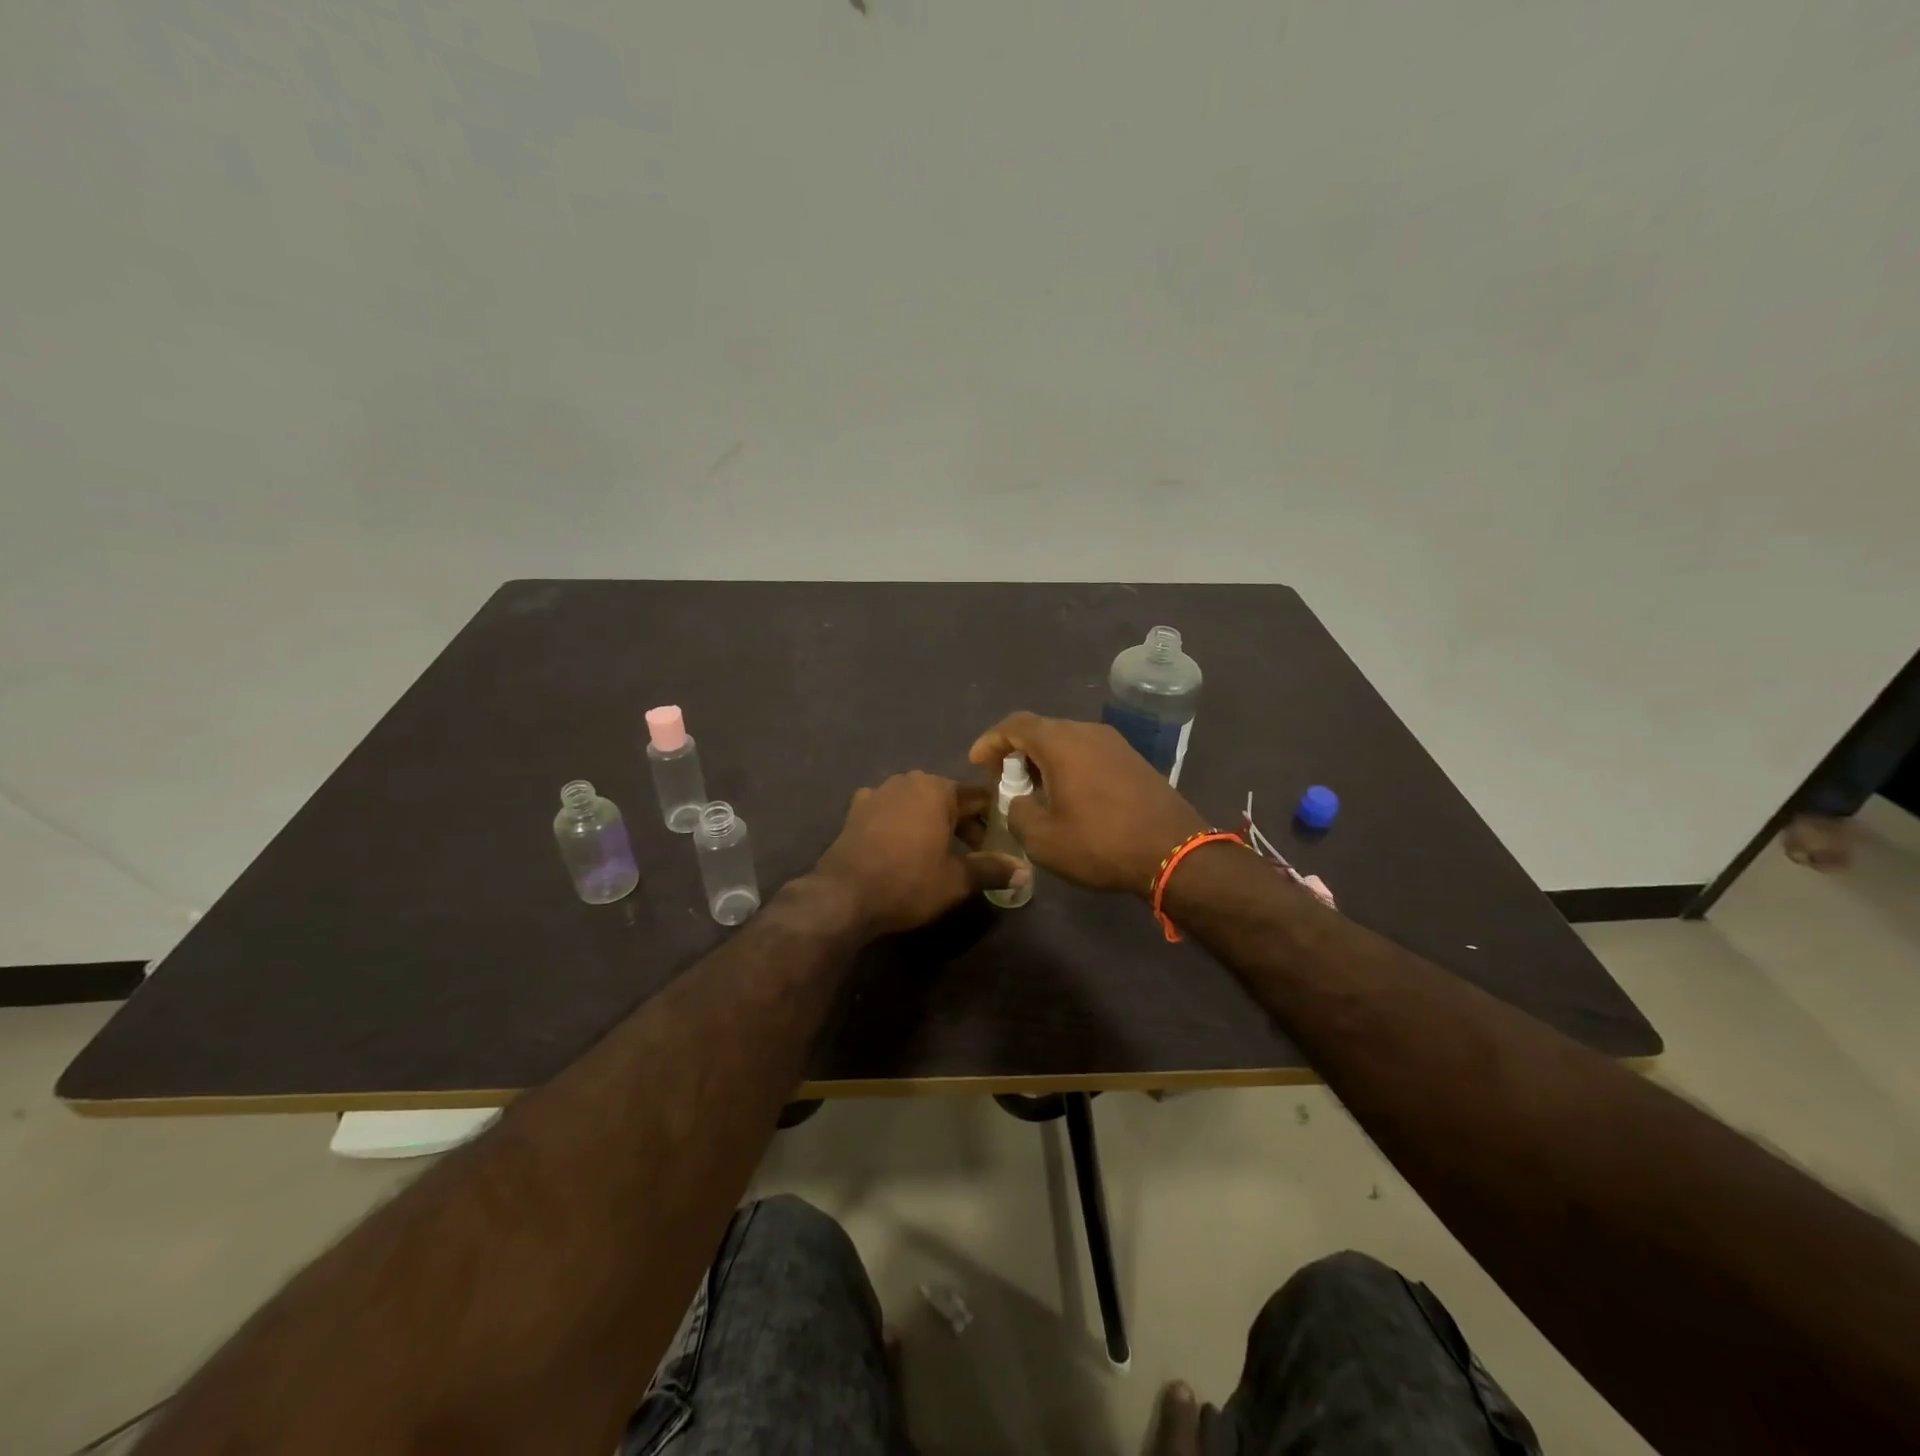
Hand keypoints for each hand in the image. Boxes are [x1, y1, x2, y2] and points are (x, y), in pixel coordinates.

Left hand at [813, 771, 1028, 936]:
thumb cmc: (909, 881)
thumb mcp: (957, 880)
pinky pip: (889, 811)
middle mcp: (908, 780)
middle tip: (973, 854)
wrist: (844, 895)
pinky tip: (901, 847)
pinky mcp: (856, 810)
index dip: (993, 819)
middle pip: (947, 798)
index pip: (978, 798)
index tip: (1001, 841)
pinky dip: (901, 824)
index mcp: (937, 789)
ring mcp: (878, 792)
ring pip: (917, 803)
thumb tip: (1025, 872)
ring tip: (938, 853)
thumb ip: (992, 870)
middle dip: (962, 823)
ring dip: (931, 822)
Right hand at [968, 712, 1206, 895]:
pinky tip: (1068, 796)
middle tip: (1004, 782)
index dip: (991, 740)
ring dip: (1044, 761)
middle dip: (1016, 752)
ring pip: (1067, 741)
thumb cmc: (1101, 843)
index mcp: (1061, 742)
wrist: (1174, 852)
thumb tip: (1019, 801)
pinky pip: (1089, 753)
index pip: (1015, 725)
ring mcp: (1115, 744)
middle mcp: (1088, 732)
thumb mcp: (1042, 838)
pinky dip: (1069, 766)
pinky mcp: (1134, 760)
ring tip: (1033, 792)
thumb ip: (1017, 812)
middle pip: (1041, 730)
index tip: (977, 762)